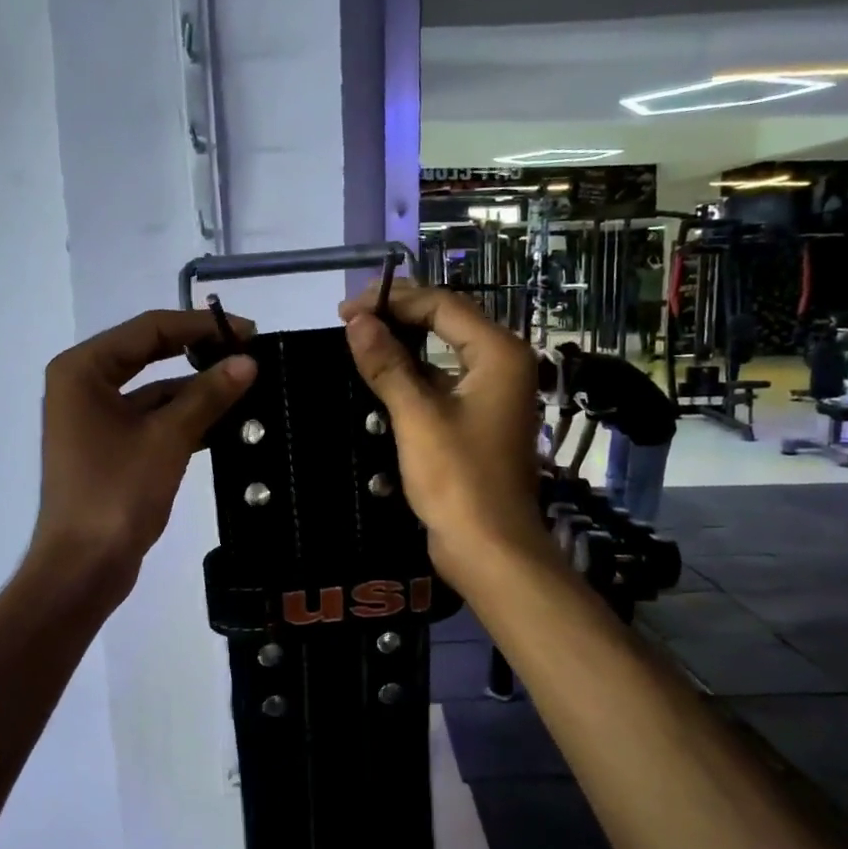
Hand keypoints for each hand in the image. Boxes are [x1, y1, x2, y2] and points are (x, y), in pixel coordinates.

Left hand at [33, 309, 255, 595]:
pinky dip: (185, 419)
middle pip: (150, 354)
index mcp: (83, 369)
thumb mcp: (167, 439)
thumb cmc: (117, 494)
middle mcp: (83, 385)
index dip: (201, 327)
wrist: (83, 567)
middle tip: (250, 356)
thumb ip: (208, 395)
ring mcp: (95, 418)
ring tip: (248, 389)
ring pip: (154, 390)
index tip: (249, 332)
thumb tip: (248, 361)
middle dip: (200, 355)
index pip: (149, 329)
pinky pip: (152, 420)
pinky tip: (226, 424)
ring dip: (196, 390)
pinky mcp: (110, 448)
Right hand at [338, 282, 546, 581]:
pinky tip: (378, 381)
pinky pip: (442, 386)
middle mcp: (502, 366)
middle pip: (446, 324)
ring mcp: (491, 396)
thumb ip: (387, 364)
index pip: (443, 305)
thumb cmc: (457, 479)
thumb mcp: (416, 417)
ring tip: (356, 346)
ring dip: (402, 348)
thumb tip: (357, 321)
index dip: (393, 300)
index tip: (346, 310)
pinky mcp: (477, 422)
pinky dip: (412, 379)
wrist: (489, 548)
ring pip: (442, 356)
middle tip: (348, 321)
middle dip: (397, 318)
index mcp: (499, 354)